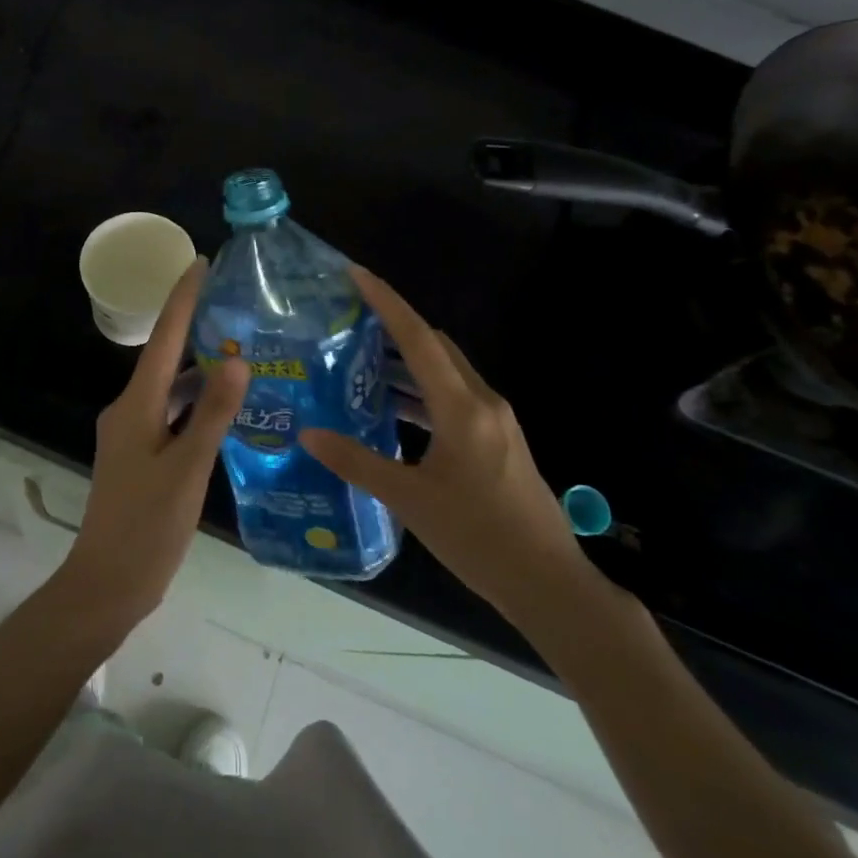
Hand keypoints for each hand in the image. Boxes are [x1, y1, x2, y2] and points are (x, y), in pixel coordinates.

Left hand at [59, 259, 249, 632]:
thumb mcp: (188, 468)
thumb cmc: (147, 526)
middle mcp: (130, 410)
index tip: (201, 263)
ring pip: (171, 389)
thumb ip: (212, 413)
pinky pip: (171, 415)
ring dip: (201, 370)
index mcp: (136, 405)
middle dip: (197, 328)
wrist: (106, 585)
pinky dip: (196, 405)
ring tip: (245, 352)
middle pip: (166, 357)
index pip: (163, 337)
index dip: (182, 298)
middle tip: (238, 306)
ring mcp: (133, 434)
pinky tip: (226, 409)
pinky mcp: (141, 455)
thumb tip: (237, 358)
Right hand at [300, 266, 596, 626]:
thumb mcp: (410, 500)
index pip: (418, 338)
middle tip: (350, 322)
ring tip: (362, 362)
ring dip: (408, 362)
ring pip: (446, 372)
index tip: (356, 274)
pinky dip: (424, 392)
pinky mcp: (499, 441)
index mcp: (462, 407)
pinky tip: (395, 410)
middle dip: (394, 327)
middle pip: (435, 346)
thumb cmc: (478, 538)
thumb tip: (308, 435)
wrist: (549, 584)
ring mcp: (496, 421)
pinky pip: (455, 397)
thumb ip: (357, 462)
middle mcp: (483, 402)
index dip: (386, 302)